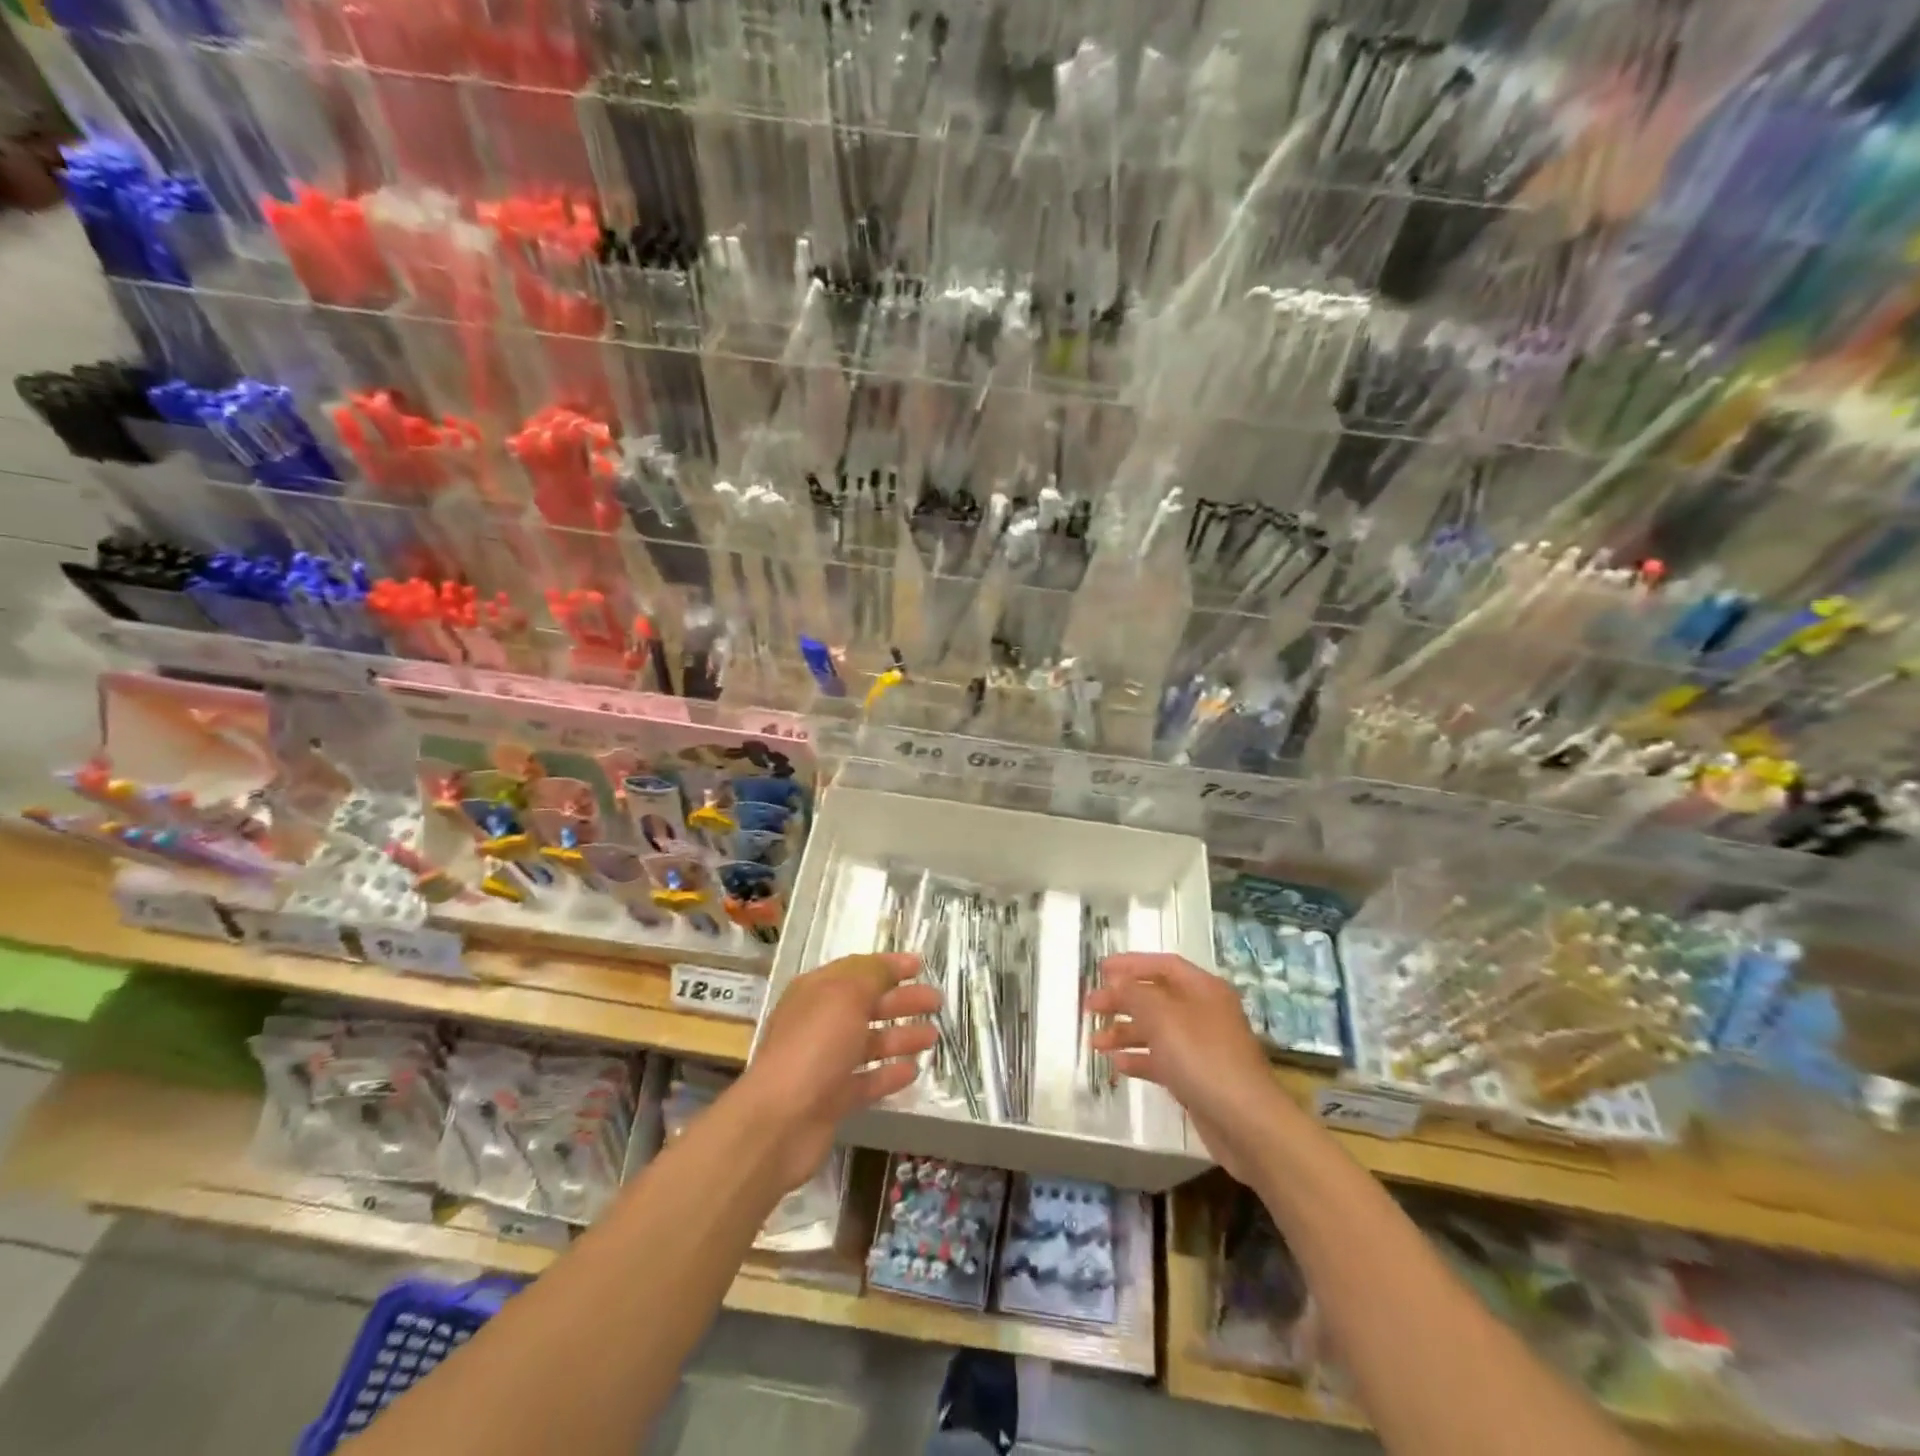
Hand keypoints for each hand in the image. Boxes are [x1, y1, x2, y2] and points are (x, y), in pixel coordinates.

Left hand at [738, 953, 938, 1190]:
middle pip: (868, 1005)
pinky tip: (913, 1071)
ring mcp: (826, 1062)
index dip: (889, 966)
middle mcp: (820, 1023)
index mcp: (817, 991)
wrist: (779, 1121)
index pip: (858, 970)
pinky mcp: (833, 1099)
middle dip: (902, 1000)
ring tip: (933, 1037)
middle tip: (937, 1001)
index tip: (920, 966)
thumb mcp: (845, 995)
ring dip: (901, 1037)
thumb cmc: (814, 1046)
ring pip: (870, 1043)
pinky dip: (889, 1074)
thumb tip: (890, 965)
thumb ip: (872, 975)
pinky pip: (867, 1080)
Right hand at [1088, 953, 1288, 1184]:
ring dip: (1125, 1032)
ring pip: (1156, 1030)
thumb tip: (1117, 983)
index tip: (1100, 970)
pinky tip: (1118, 1065)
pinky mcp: (1198, 1078)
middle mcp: (1204, 1012)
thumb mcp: (1162, 1016)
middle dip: (1122, 1000)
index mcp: (1203, 989)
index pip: (1163, 965)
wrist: (1246, 1123)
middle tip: (1090, 1007)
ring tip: (1095, 1042)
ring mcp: (1202, 1047)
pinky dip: (1140, 1059)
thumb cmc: (1202, 1057)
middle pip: (1156, 997)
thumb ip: (1134, 993)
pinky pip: (1162, 1059)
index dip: (1131, 964)